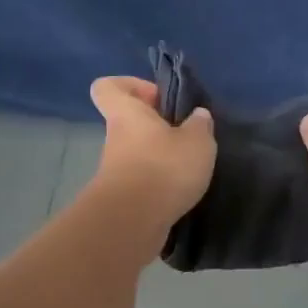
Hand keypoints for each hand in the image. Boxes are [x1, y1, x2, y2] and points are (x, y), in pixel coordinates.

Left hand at [89, 76, 214, 245]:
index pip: (108, 87)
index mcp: (127, 114)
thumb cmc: (163, 168)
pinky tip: (183, 191)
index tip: (159, 97)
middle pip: (130, 123)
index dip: (130, 85)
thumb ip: (200, 126)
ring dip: (161, 159)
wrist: (134, 222)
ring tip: (190, 168)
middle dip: (157, 128)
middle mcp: (115, 139)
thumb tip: (198, 116)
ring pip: (138, 154)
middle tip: (187, 137)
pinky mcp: (123, 199)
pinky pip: (142, 182)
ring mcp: (116, 171)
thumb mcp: (197, 141)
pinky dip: (160, 185)